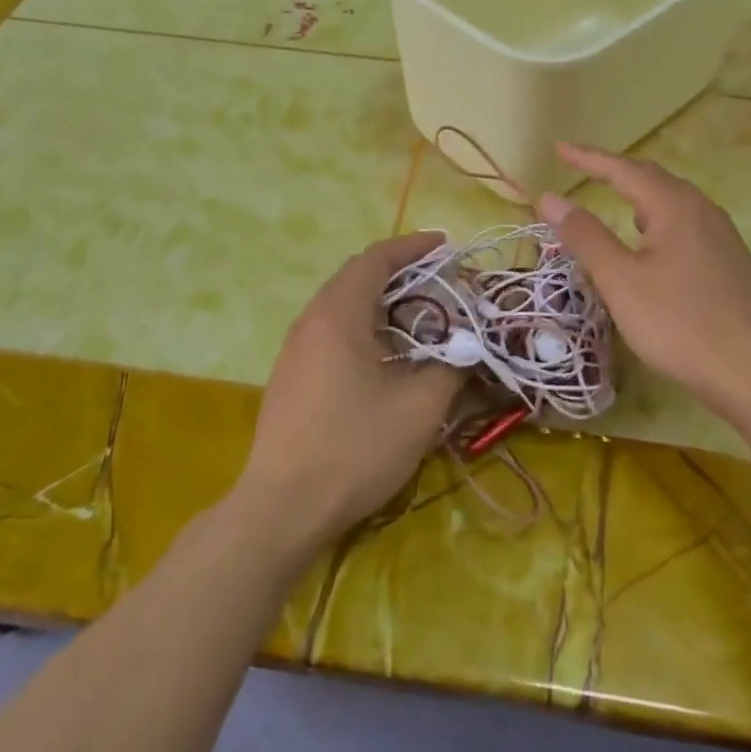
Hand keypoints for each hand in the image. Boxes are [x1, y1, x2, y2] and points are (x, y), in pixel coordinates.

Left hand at [238, 233, 461, 548]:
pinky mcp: (289, 377)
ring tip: (417, 318)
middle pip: (355, 277)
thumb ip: (449, 367)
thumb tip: (465, 348)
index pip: (375, 259)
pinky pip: (329, 332)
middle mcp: (310, 322)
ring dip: (379, 302)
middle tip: (438, 281)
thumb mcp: (420, 408)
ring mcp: (294, 350)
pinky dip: (362, 327)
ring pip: (340, 306)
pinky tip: (384, 357)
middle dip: (398, 272)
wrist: (284, 507)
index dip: (412, 246)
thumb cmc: (356, 448)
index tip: (444, 244)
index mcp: (338, 316)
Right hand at [537, 143, 750, 435]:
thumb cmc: (680, 323)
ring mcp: (721, 236)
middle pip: (652, 178)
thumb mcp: (621, 280)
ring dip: (638, 195)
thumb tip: (550, 197)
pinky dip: (656, 219)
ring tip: (612, 197)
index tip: (558, 148)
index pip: (623, 169)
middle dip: (614, 171)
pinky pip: (684, 224)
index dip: (588, 158)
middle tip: (580, 167)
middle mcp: (702, 210)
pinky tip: (652, 242)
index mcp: (675, 206)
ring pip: (672, 202)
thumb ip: (585, 236)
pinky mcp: (729, 262)